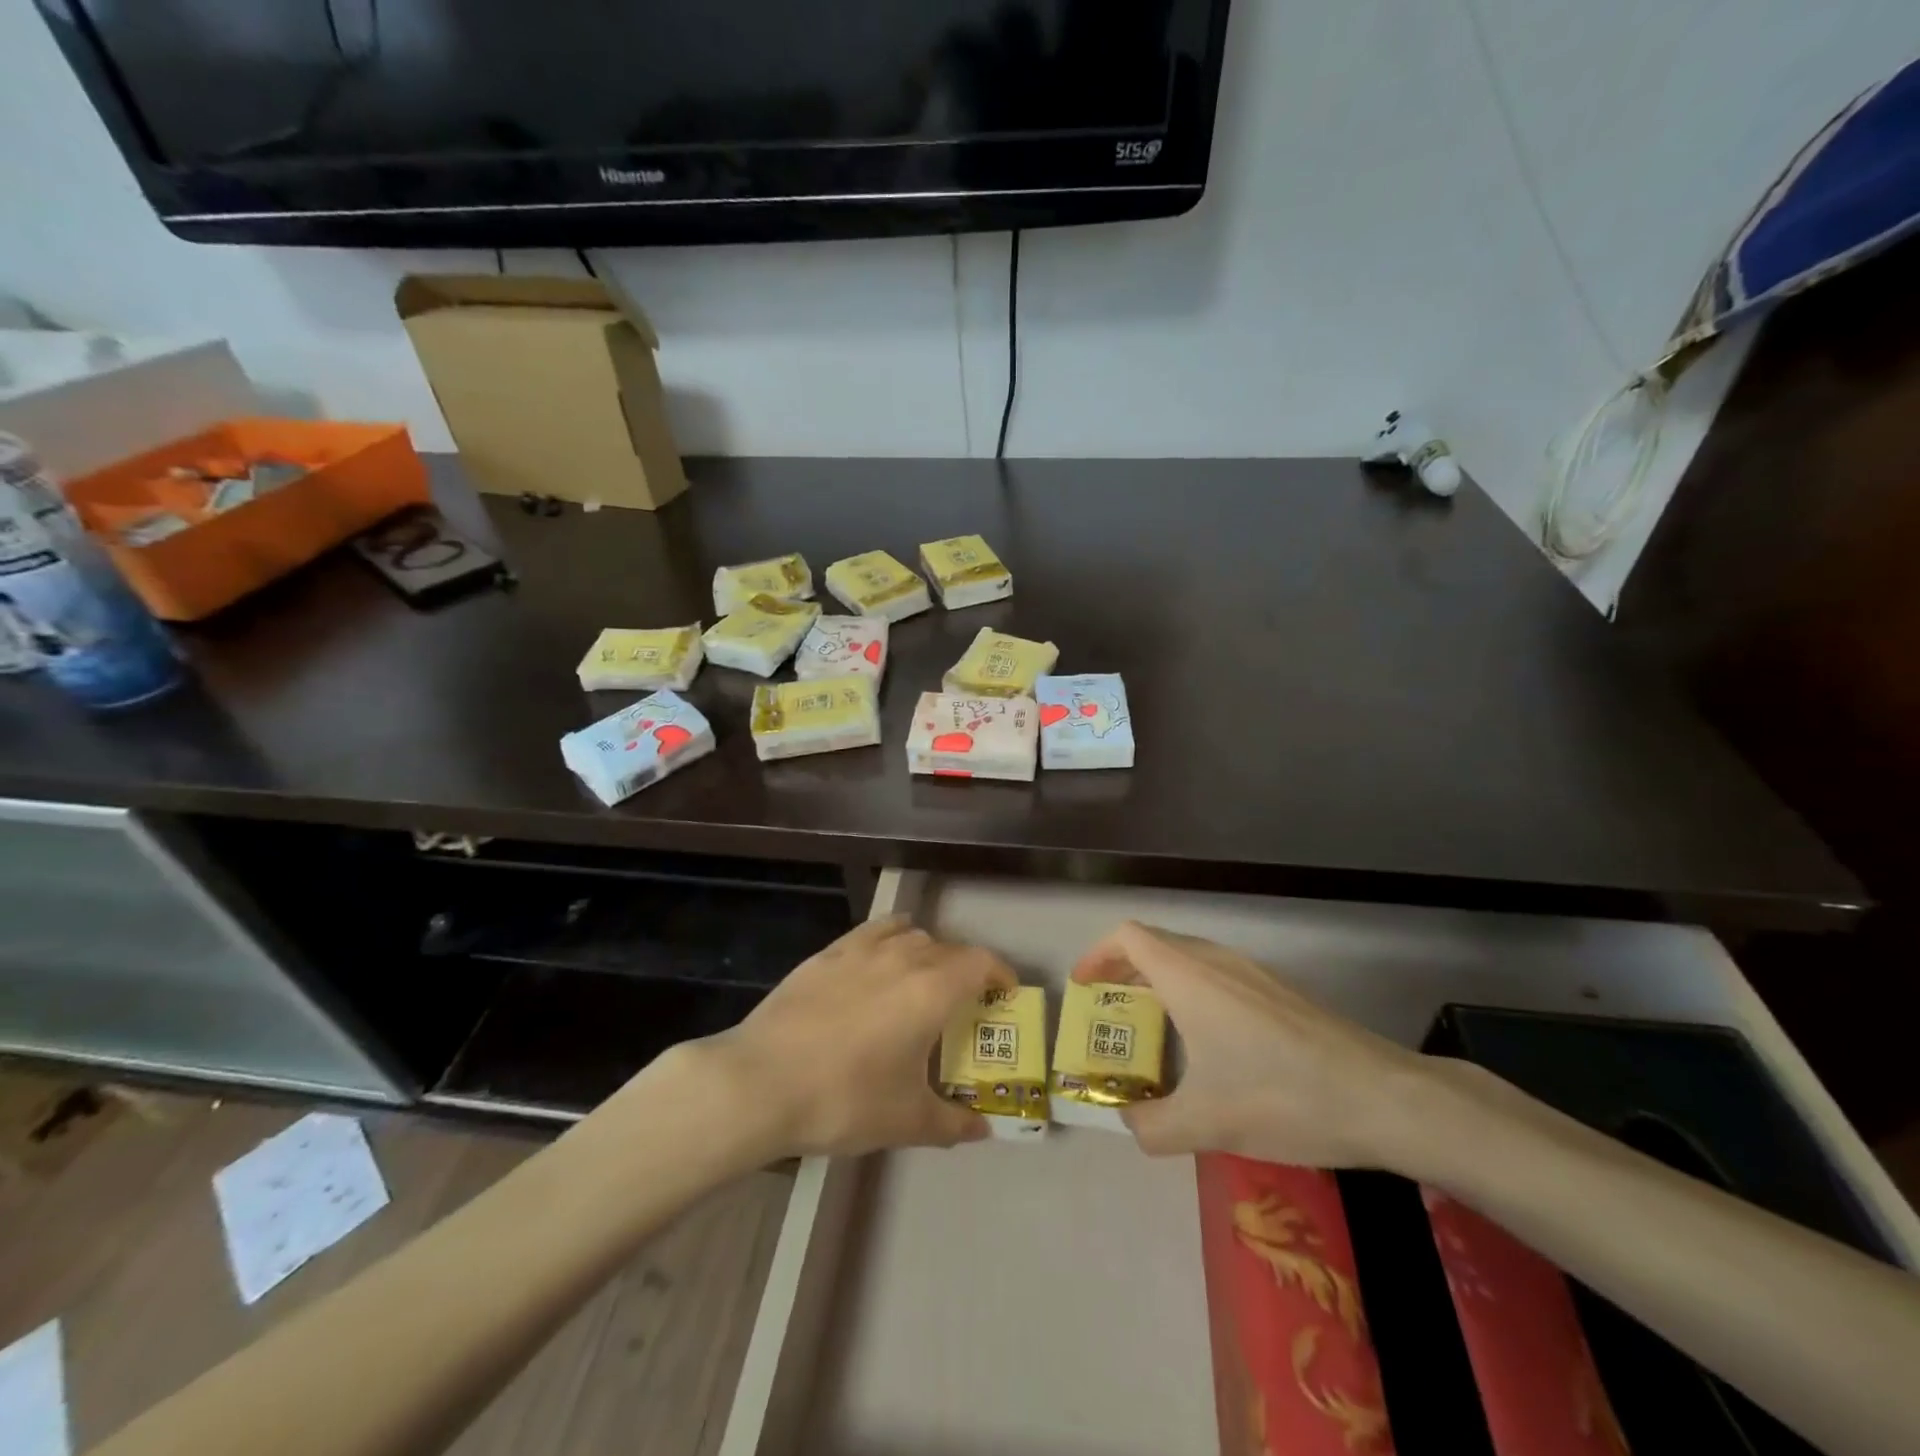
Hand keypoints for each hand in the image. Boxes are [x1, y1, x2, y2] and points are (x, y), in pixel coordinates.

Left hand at [689, 916, 1015, 1157]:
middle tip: (965, 1002)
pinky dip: (890, 939)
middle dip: (966, 970)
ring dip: (929, 952)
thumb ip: (952, 1123)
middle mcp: (904, 957)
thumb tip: (982, 1129)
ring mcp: (862, 950)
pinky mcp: (828, 953)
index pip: (981, 963)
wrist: (762, 1081)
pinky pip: (874, 932)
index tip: (1005, 993)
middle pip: (949, 948)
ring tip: (923, 981)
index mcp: (932, 990)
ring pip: (911, 936)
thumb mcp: (905, 1121)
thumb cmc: (844, 1100)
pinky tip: (879, 963)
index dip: (1000, 973)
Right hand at [1071, 921, 1430, 1167]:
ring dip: (1158, 978)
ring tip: (1150, 1023)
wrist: (1383, 1098)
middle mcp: (1216, 961)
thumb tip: (1127, 1125)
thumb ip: (1151, 1126)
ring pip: (1188, 957)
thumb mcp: (1206, 1124)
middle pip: (1155, 943)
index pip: (1128, 937)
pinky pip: (1216, 973)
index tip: (1084, 987)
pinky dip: (1190, 989)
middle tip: (1108, 1008)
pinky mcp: (1277, 991)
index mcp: (1188, 977)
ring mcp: (1251, 972)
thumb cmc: (1282, 1097)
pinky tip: (1206, 1040)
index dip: (1097, 954)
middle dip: (1123, 969)